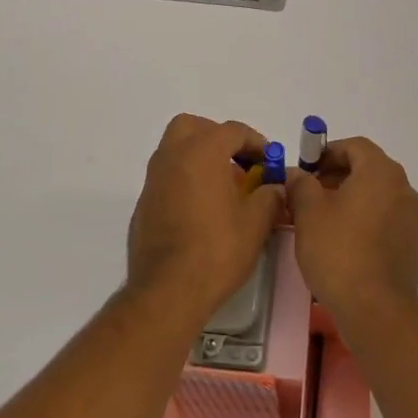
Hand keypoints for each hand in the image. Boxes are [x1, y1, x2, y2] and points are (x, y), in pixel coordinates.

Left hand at [126, 114, 283, 324]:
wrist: (167, 290)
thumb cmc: (216, 250)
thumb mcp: (256, 224)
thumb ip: (269, 197)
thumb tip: (274, 188)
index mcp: (202, 151)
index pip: (233, 131)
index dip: (256, 143)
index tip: (270, 162)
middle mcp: (172, 156)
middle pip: (193, 127)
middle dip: (217, 137)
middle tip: (238, 161)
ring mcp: (153, 179)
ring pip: (176, 150)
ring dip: (200, 157)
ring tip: (224, 187)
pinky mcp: (144, 203)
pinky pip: (167, 177)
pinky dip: (185, 180)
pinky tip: (202, 210)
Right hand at [286, 136, 417, 326]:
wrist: (376, 308)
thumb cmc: (338, 251)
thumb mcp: (308, 212)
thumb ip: (301, 184)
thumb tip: (296, 174)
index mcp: (381, 172)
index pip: (354, 146)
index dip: (326, 152)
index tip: (305, 170)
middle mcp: (402, 187)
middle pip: (366, 168)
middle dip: (335, 175)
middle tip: (308, 193)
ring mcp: (411, 216)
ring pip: (375, 193)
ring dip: (348, 197)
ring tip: (319, 218)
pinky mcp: (411, 241)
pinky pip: (383, 215)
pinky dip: (363, 216)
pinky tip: (340, 238)